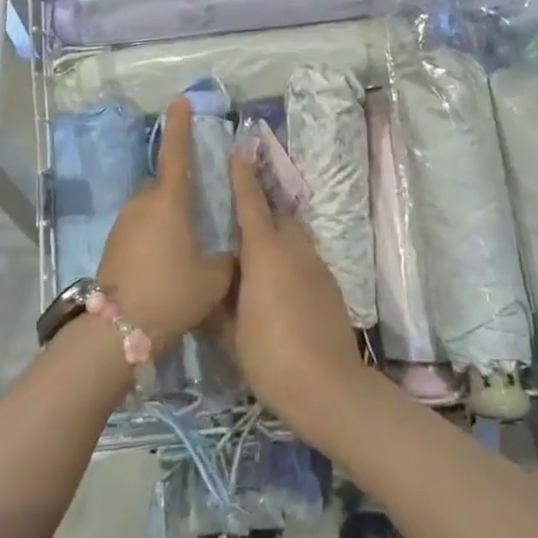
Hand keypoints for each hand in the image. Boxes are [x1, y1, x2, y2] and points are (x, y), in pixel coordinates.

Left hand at [97, 98, 233, 356]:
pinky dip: (152, 236)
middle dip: (178, 192)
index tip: (179, 100)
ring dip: (165, 219)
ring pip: (150, 209)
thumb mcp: (214, 279)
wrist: (118, 329)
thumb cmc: (172, 293)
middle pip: (163, 185)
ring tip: (182, 250)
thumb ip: (226, 258)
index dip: (179, 125)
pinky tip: (164, 264)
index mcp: (169, 201)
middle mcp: (143, 203)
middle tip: (197, 216)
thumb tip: (231, 253)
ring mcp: (124, 223)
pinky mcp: (112, 244)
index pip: (176, 153)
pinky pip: (139, 228)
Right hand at [210, 145, 373, 443]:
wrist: (329, 388)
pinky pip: (304, 257)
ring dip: (276, 235)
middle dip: (260, 207)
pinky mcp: (330, 285)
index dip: (243, 175)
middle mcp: (293, 248)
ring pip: (293, 236)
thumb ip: (216, 303)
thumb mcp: (230, 333)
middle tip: (237, 214)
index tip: (240, 150)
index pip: (251, 202)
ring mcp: (316, 265)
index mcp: (264, 251)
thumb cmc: (270, 356)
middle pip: (277, 215)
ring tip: (255, 252)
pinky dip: (290, 258)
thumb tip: (207, 286)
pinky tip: (278, 284)